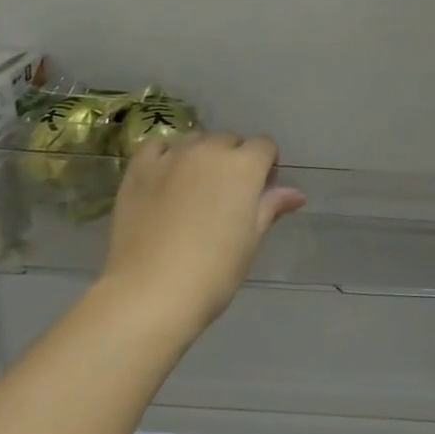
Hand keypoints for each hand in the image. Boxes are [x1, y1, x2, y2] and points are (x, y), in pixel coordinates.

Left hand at [103, 133, 305, 332]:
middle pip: (230, 140)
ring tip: (194, 187)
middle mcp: (209, 150)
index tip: (260, 191)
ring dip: (202, 155)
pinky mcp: (139, 169)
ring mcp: (171, 157)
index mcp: (244, 166)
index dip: (266, 166)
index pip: (265, 146)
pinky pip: (158, 148)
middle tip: (227, 194)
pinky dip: (166, 156)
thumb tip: (295, 194)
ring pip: (195, 140)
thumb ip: (271, 208)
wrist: (150, 293)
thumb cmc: (213, 272)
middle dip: (234, 159)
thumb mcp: (250, 240)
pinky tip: (164, 179)